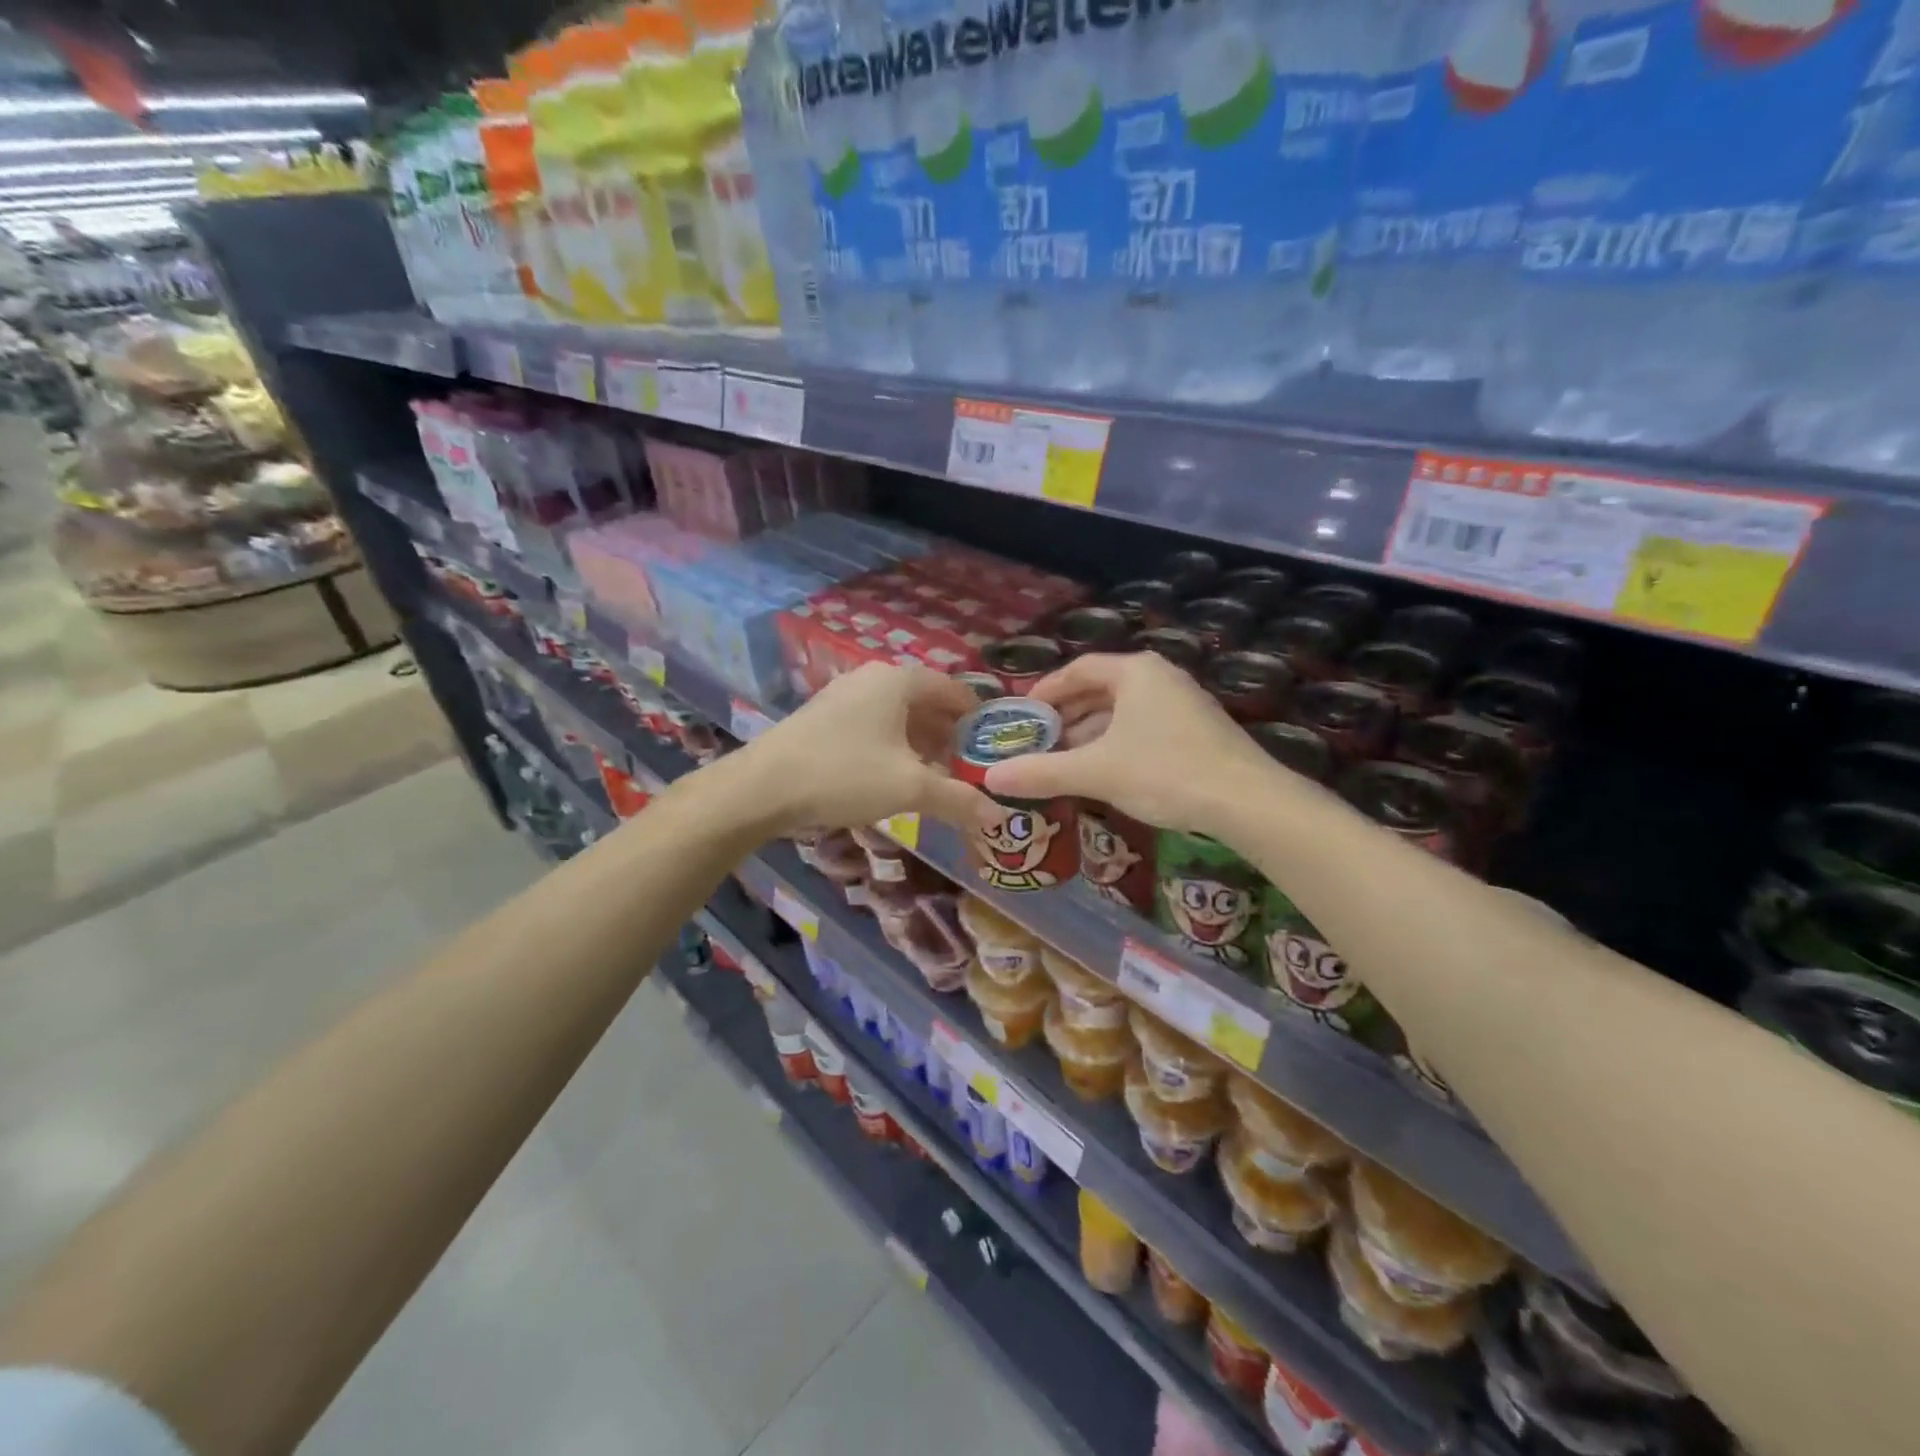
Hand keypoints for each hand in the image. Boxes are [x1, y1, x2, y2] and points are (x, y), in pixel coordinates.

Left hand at [735, 663, 998, 834]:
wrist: (762, 787)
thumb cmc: (845, 774)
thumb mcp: (910, 788)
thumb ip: (958, 799)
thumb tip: (997, 817)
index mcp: (899, 680)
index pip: (955, 690)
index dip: (979, 719)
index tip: (996, 749)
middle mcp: (873, 678)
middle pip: (927, 703)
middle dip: (951, 736)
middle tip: (971, 769)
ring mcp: (845, 695)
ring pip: (899, 716)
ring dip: (923, 744)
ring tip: (939, 777)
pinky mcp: (824, 716)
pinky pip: (874, 725)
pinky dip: (894, 746)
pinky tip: (896, 776)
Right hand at [982, 652, 1276, 834]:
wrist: (1246, 801)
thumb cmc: (1165, 772)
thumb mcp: (1096, 771)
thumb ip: (1042, 772)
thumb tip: (990, 778)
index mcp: (1134, 672)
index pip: (1078, 669)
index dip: (1046, 690)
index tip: (1023, 715)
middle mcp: (1159, 677)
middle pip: (1100, 690)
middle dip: (1066, 717)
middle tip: (1037, 743)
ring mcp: (1182, 702)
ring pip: (1122, 712)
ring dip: (1090, 734)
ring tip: (1063, 762)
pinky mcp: (1197, 730)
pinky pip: (1143, 728)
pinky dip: (1116, 744)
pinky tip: (1104, 773)